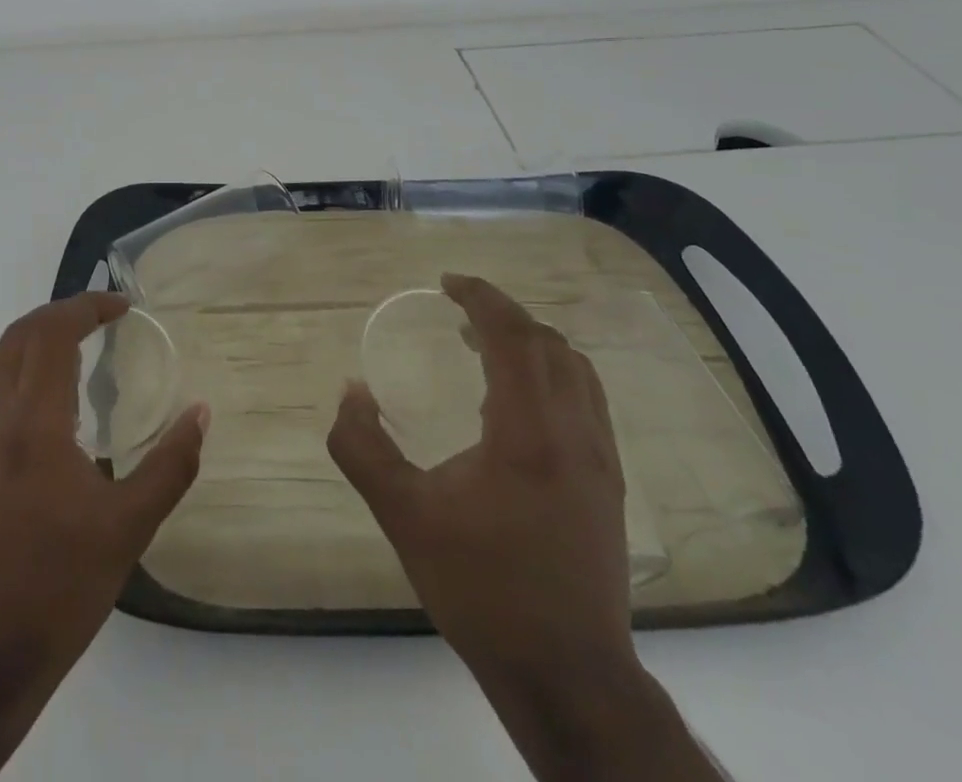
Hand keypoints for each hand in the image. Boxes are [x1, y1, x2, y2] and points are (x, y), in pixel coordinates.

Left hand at [0, 293, 207, 731]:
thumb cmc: (59, 587)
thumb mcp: (129, 529)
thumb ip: (170, 465)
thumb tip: (200, 413)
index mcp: (34, 423)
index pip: (52, 333)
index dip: (87, 306)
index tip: (123, 306)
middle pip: (20, 333)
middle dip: (62, 312)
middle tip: (103, 318)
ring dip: (33, 335)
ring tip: (73, 345)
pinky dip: (11, 364)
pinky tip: (39, 395)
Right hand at [329, 273, 675, 774]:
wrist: (568, 677)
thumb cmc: (483, 591)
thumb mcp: (404, 518)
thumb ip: (363, 448)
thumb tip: (351, 392)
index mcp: (528, 432)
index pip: (513, 335)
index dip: (481, 298)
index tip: (446, 283)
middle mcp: (574, 433)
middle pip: (547, 342)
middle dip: (501, 313)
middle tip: (457, 311)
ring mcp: (601, 459)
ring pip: (574, 368)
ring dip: (530, 340)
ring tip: (484, 345)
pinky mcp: (610, 483)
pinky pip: (586, 398)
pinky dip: (551, 371)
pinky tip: (519, 399)